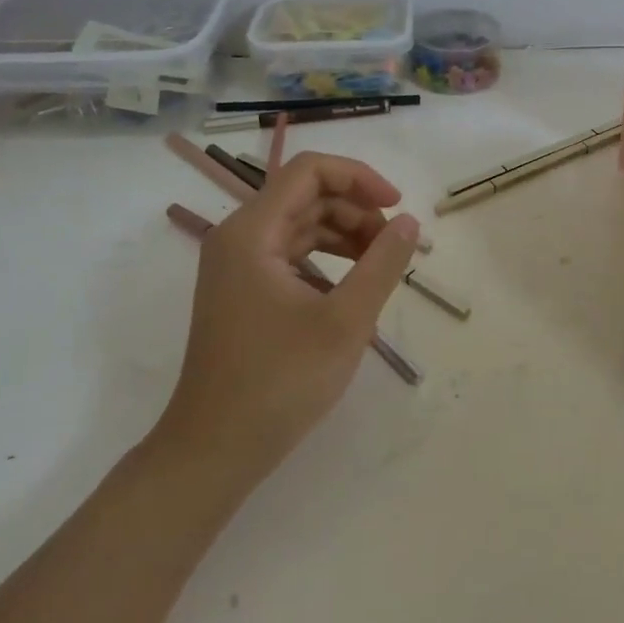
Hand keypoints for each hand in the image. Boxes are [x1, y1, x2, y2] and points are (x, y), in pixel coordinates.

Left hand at [155, 152, 420, 487]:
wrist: (214, 451)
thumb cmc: (279, 383)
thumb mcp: (345, 322)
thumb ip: (382, 263)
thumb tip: (410, 221)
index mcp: (252, 232)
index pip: (309, 171)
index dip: (359, 177)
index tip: (397, 206)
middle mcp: (238, 237)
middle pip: (306, 196)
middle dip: (356, 210)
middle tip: (394, 245)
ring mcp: (237, 266)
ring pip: (300, 224)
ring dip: (344, 234)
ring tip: (381, 263)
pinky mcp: (243, 291)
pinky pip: (290, 253)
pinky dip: (326, 258)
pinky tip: (352, 284)